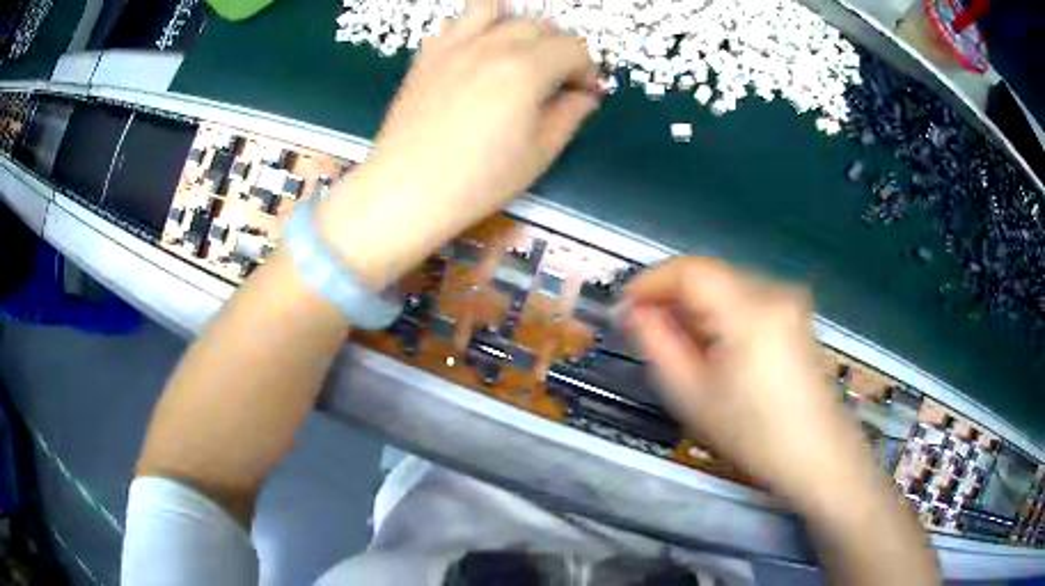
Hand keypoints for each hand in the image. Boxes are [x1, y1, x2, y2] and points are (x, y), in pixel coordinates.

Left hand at [320, 0, 599, 286]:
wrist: (406, 190)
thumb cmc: (476, 180)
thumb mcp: (538, 154)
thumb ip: (568, 116)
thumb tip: (583, 96)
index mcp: (525, 69)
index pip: (572, 48)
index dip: (587, 69)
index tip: (585, 92)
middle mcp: (490, 46)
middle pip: (539, 25)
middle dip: (558, 49)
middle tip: (557, 80)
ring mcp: (453, 46)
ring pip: (495, 11)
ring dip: (516, 26)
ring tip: (518, 54)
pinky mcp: (427, 55)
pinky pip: (456, 23)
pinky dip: (474, 29)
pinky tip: (477, 54)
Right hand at [622, 258, 870, 503]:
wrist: (816, 455)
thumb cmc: (754, 434)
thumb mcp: (693, 395)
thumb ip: (657, 343)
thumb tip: (633, 311)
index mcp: (750, 310)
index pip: (689, 270)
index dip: (650, 282)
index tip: (625, 306)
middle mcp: (774, 291)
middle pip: (709, 276)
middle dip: (673, 298)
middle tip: (649, 332)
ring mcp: (789, 300)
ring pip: (726, 287)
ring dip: (697, 308)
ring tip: (682, 346)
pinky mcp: (796, 314)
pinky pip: (747, 300)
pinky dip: (722, 315)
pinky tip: (716, 348)